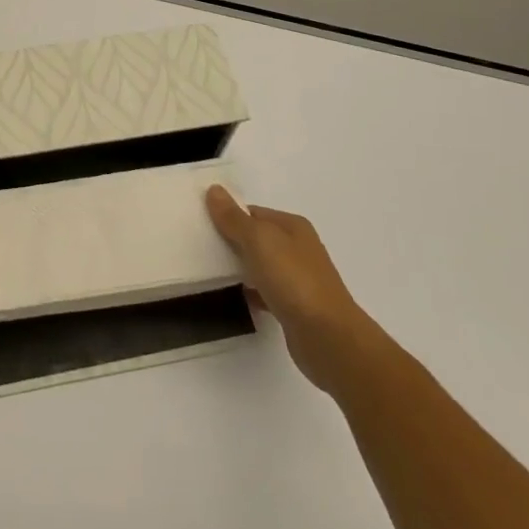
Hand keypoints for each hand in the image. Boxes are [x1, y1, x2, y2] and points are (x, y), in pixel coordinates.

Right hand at [206, 185, 367, 392]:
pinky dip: (250, 292)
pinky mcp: (295, 308)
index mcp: (292, 227)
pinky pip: (265, 292)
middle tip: (199, 246)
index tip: (201, 223)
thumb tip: (214, 190)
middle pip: (257, 238)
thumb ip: (234, 218)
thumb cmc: (294, 280)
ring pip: (260, 266)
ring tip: (208, 271)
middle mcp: (298, 249)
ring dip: (239, 268)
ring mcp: (298, 279)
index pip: (253, 213)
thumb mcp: (259, 240)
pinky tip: (232, 297)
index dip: (228, 215)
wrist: (329, 338)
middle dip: (231, 241)